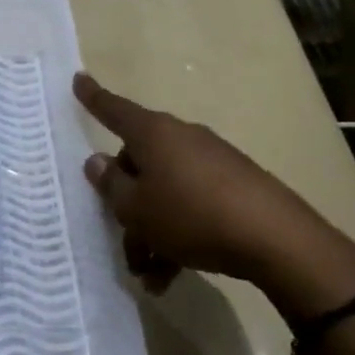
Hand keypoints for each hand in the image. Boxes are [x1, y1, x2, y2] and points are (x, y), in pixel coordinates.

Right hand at [73, 73, 354, 317]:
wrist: (276, 240)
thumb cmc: (190, 216)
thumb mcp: (137, 208)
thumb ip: (111, 184)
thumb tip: (97, 161)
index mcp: (153, 134)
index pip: (114, 110)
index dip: (93, 98)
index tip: (77, 79)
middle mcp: (181, 139)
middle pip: (139, 164)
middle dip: (126, 205)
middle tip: (122, 240)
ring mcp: (211, 161)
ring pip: (165, 192)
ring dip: (151, 231)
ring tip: (148, 275)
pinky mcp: (235, 186)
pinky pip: (192, 205)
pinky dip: (178, 235)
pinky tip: (172, 274)